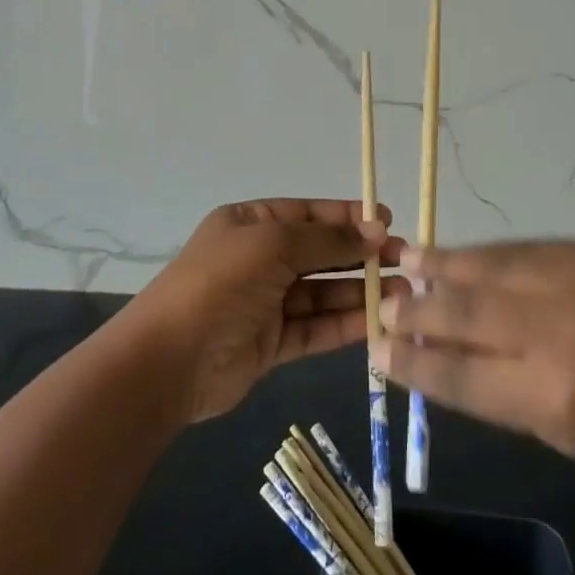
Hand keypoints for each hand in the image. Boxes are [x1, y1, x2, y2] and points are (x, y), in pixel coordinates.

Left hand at [130, 199, 404, 424]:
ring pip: (322, 292)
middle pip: (320, 252)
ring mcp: (265, 303)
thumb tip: (375, 231)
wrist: (169, 360)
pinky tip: (378, 321)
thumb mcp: (273, 245)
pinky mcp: (272, 344)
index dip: (348, 216)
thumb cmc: (220, 283)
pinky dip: (345, 324)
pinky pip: (315, 327)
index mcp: (251, 224)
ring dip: (359, 291)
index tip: (388, 220)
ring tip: (402, 292)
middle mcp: (259, 259)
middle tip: (404, 260)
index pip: (308, 214)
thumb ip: (327, 239)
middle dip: (360, 254)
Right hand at [378, 241, 574, 493]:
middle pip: (468, 310)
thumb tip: (441, 357)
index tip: (378, 351)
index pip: (461, 373)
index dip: (413, 361)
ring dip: (446, 266)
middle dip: (418, 309)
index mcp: (559, 397)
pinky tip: (467, 255)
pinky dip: (491, 256)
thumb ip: (504, 394)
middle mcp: (564, 329)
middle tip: (384, 306)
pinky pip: (527, 249)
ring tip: (409, 262)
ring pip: (493, 267)